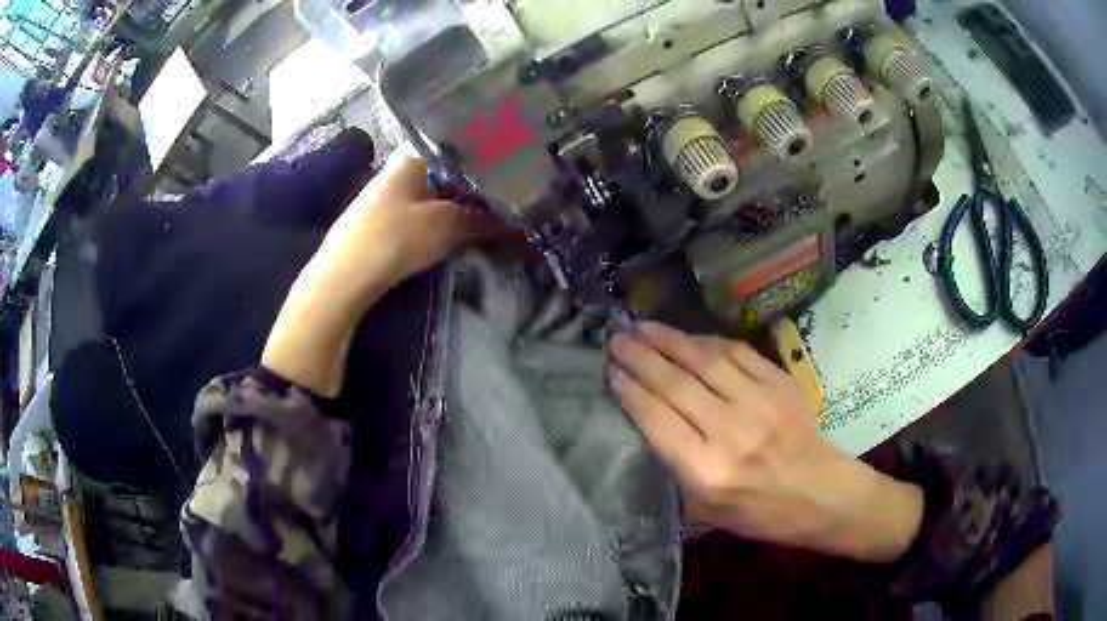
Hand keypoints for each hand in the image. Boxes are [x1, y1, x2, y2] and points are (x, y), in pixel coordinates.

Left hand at [263, 153, 488, 396]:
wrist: (342, 280)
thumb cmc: (393, 239)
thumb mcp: (444, 225)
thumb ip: (476, 218)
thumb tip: (506, 219)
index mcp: (410, 162)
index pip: (454, 161)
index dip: (480, 178)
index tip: (502, 196)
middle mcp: (394, 176)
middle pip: (441, 185)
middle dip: (466, 203)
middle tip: (495, 221)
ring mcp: (381, 203)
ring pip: (427, 208)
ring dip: (449, 221)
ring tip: (475, 236)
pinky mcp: (374, 230)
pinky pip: (412, 226)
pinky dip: (429, 235)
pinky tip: (442, 249)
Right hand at [609, 322, 923, 563]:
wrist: (820, 494)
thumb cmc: (758, 513)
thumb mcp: (704, 509)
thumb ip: (675, 467)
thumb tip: (649, 420)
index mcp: (707, 471)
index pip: (658, 420)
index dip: (630, 391)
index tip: (611, 372)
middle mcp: (731, 432)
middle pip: (676, 384)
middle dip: (641, 357)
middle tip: (617, 339)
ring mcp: (759, 403)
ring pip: (705, 361)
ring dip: (670, 340)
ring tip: (643, 327)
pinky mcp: (779, 385)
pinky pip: (738, 353)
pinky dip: (708, 342)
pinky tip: (689, 338)